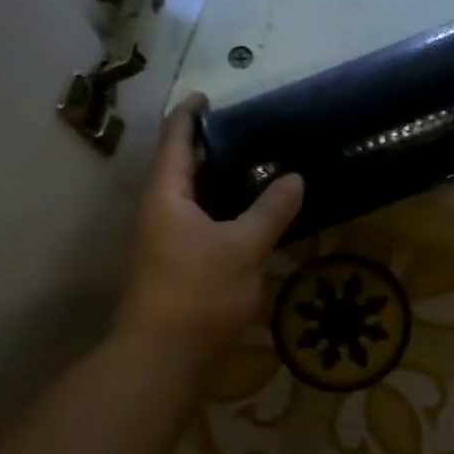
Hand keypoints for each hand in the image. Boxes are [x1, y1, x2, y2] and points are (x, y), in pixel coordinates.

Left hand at [114, 95, 304, 368]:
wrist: (163, 357)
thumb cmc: (199, 293)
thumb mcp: (243, 248)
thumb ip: (270, 212)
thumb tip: (295, 178)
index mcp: (167, 196)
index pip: (175, 141)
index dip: (190, 115)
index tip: (209, 96)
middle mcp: (158, 213)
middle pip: (180, 168)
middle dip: (209, 149)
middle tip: (248, 135)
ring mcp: (164, 242)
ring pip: (190, 200)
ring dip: (217, 183)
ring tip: (254, 171)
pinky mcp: (175, 268)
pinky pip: (198, 225)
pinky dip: (221, 213)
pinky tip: (247, 220)